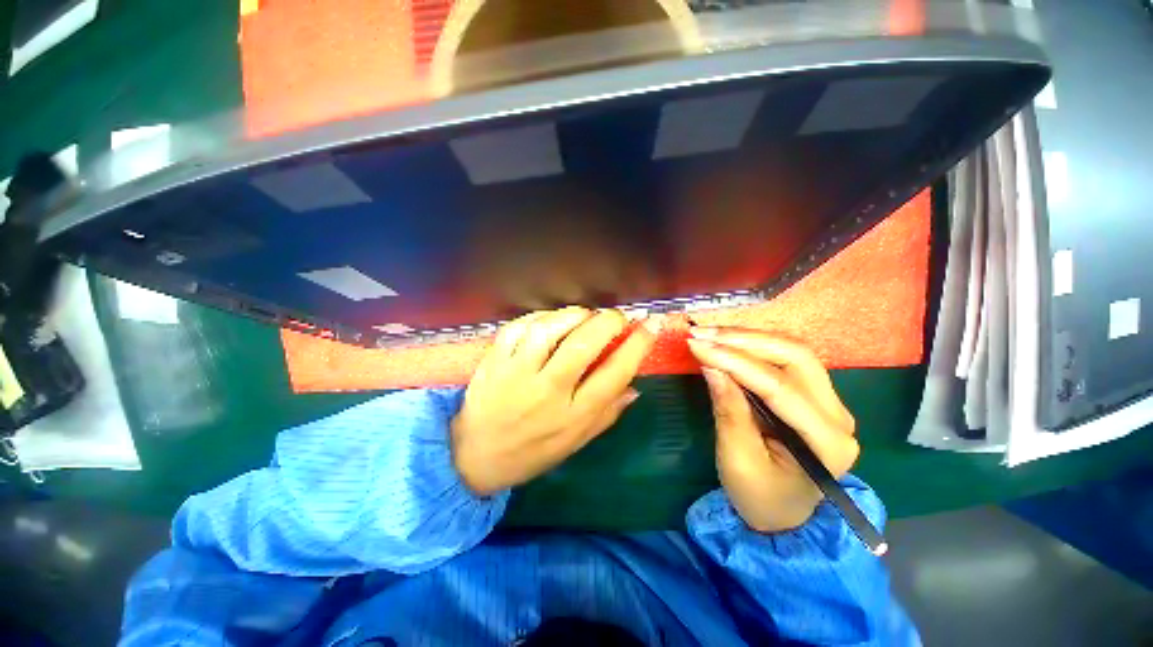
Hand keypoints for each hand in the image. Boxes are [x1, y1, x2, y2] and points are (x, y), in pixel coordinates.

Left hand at [452, 307, 658, 495]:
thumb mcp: (575, 442)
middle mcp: (548, 392)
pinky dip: (540, 316)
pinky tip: (551, 320)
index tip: (649, 326)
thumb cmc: (532, 451)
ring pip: (549, 330)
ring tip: (586, 315)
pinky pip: (519, 327)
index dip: (637, 346)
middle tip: (617, 317)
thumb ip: (607, 414)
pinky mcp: (494, 360)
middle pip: (583, 345)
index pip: (614, 374)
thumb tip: (635, 387)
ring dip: (574, 314)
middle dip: (608, 321)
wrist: (474, 456)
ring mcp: (517, 373)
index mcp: (573, 416)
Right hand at [687, 328, 858, 532]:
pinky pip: (784, 359)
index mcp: (827, 443)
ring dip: (747, 338)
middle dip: (744, 341)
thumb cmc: (760, 496)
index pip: (780, 387)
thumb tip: (711, 366)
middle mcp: (838, 415)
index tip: (697, 345)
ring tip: (709, 334)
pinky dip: (752, 346)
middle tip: (702, 334)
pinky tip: (726, 342)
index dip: (735, 361)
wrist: (783, 513)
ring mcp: (830, 402)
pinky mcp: (813, 395)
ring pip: (792, 351)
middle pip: (796, 357)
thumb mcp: (737, 461)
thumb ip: (729, 412)